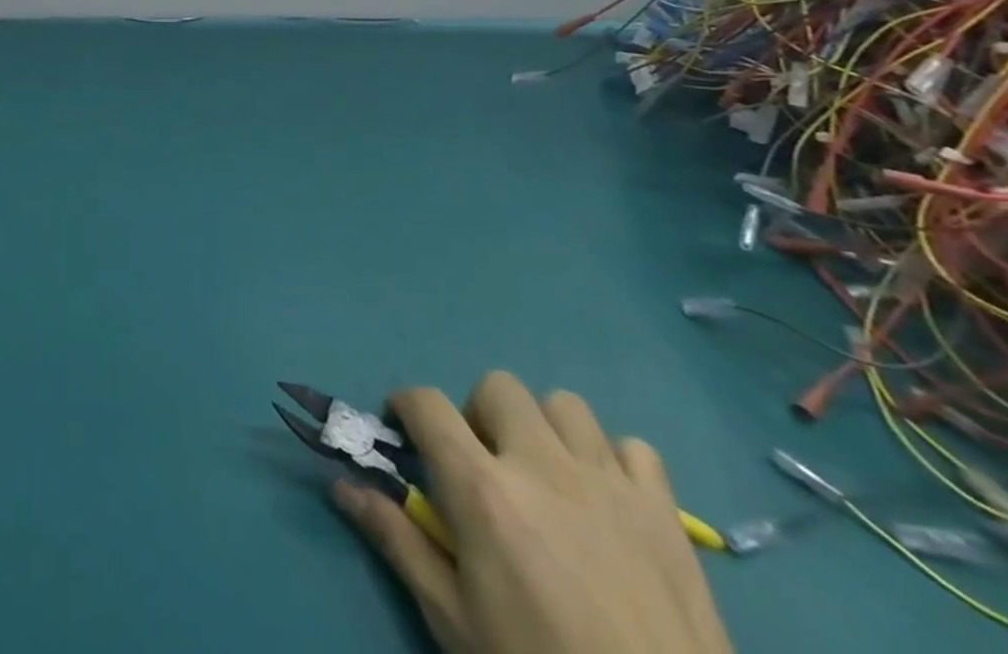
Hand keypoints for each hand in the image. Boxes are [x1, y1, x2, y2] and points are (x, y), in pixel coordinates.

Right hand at [331, 371, 731, 653]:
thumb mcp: (454, 619)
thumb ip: (398, 540)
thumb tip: (342, 486)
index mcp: (484, 489)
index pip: (425, 403)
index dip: (405, 406)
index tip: (403, 431)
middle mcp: (541, 465)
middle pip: (496, 387)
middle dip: (478, 414)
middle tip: (482, 462)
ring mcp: (609, 483)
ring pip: (564, 405)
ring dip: (545, 429)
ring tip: (546, 476)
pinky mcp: (666, 512)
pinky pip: (634, 448)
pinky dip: (614, 462)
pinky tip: (607, 501)